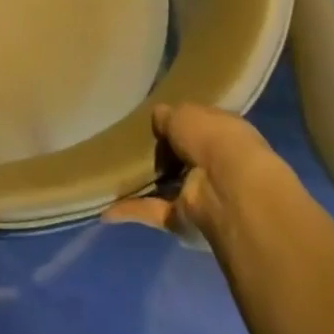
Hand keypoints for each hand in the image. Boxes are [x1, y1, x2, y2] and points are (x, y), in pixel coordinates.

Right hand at [101, 104, 277, 249]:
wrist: (229, 188)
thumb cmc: (212, 138)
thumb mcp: (183, 113)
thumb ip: (167, 116)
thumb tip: (158, 120)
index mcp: (223, 134)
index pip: (199, 128)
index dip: (178, 125)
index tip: (153, 123)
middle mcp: (216, 166)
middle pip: (183, 160)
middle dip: (161, 157)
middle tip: (129, 148)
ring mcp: (202, 195)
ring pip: (168, 188)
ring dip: (145, 186)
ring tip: (112, 174)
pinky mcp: (185, 221)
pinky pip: (153, 212)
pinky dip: (131, 211)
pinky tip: (105, 210)